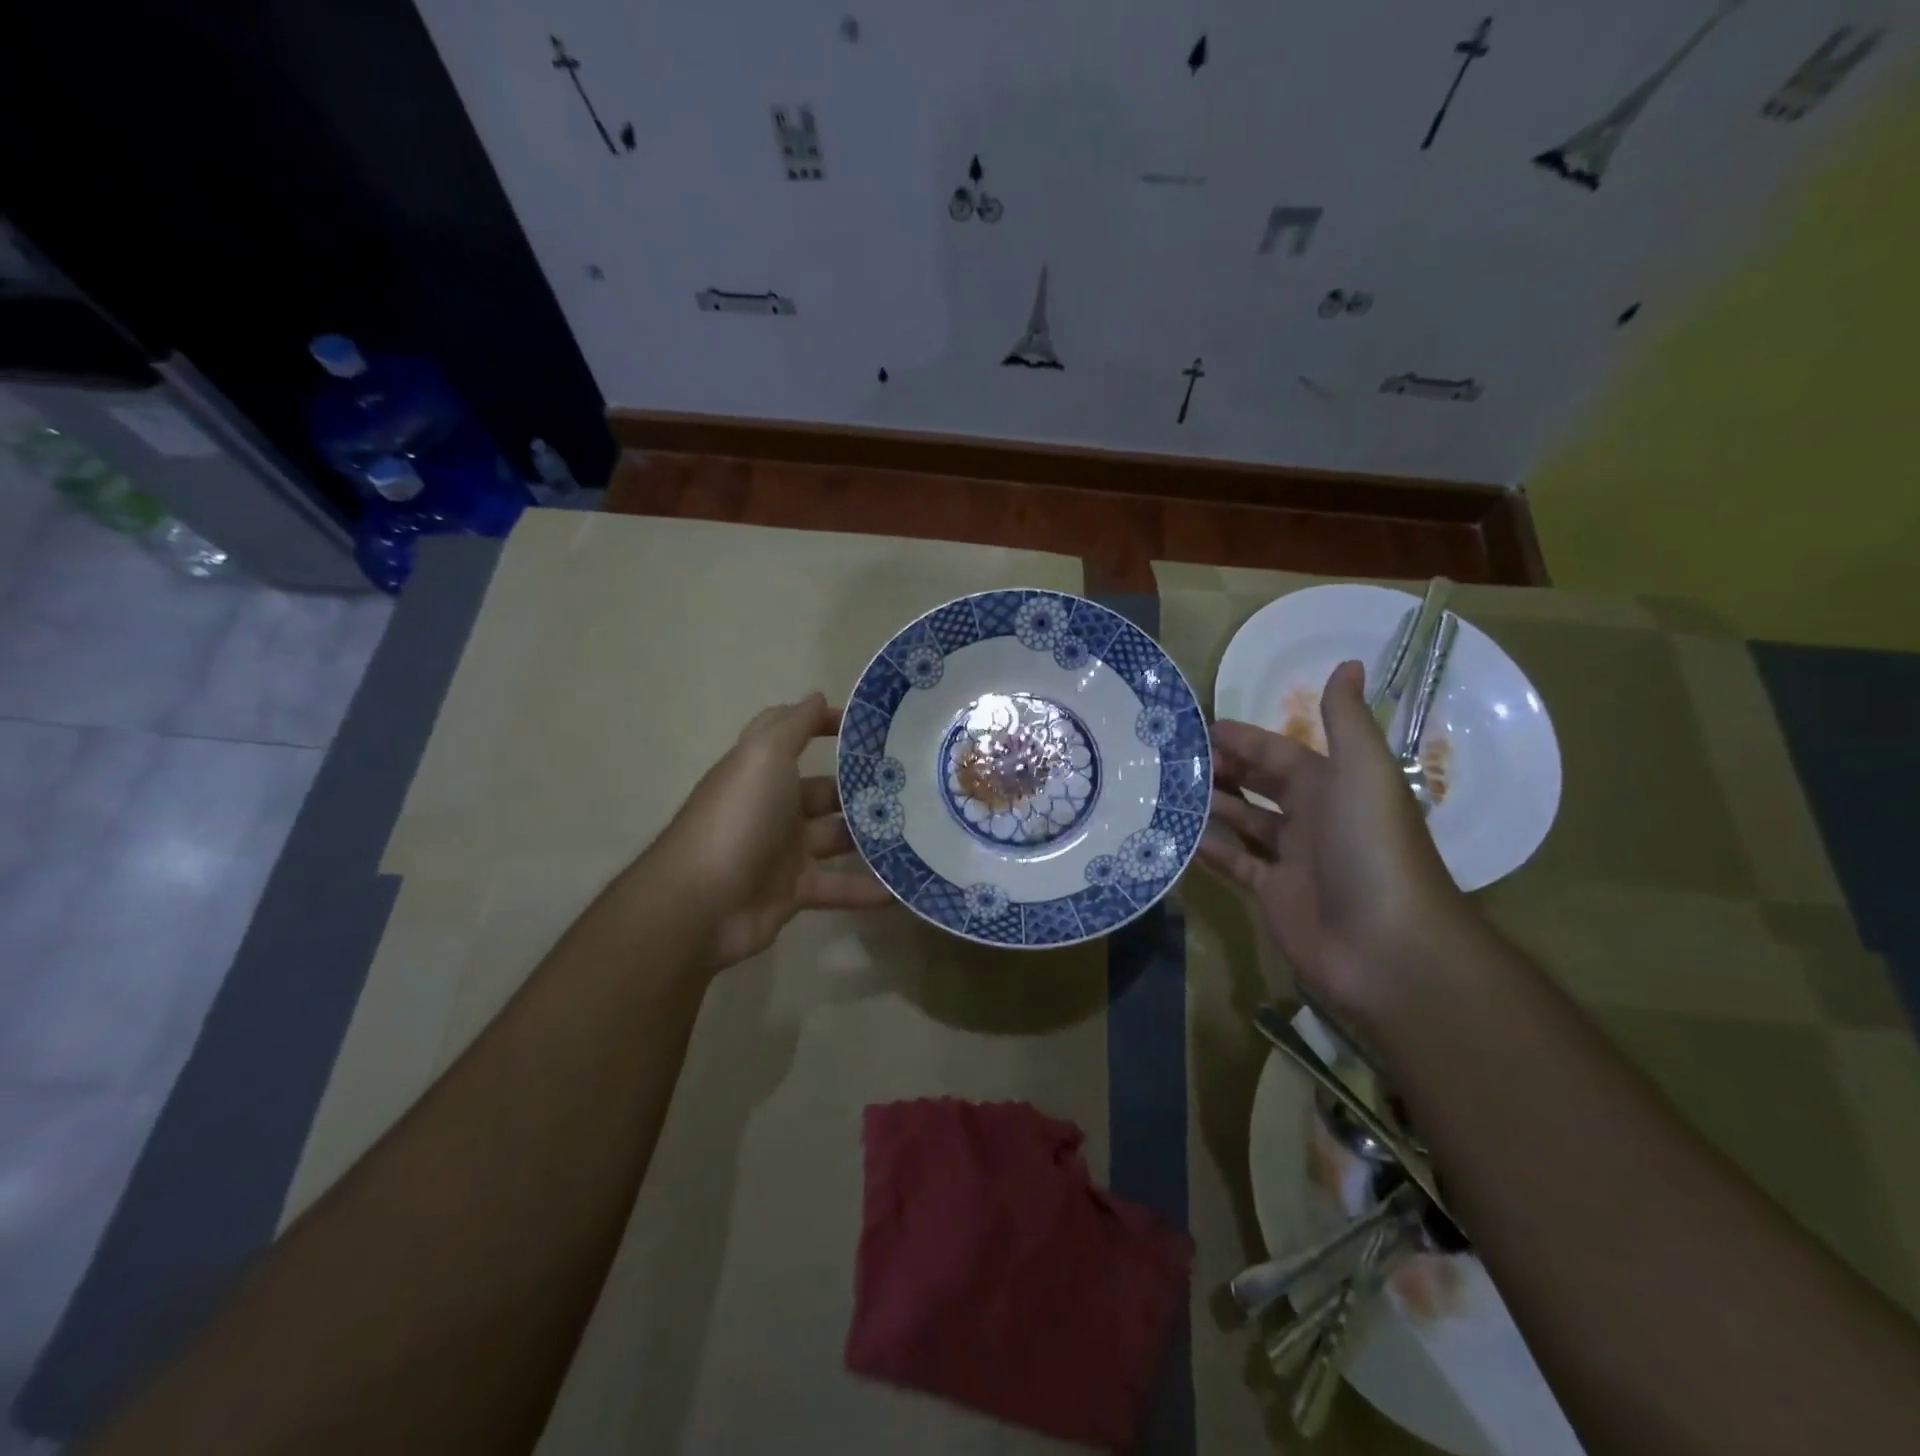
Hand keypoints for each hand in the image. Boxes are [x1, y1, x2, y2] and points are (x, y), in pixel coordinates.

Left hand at [653, 693, 892, 969]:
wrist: (702, 905)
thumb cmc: (738, 819)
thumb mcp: (763, 758)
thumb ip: (792, 726)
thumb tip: (816, 695)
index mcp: (761, 770)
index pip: (792, 734)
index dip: (825, 723)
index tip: (870, 726)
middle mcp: (772, 806)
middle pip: (824, 791)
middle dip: (862, 786)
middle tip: (914, 784)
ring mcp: (782, 851)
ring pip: (836, 837)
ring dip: (871, 835)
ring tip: (921, 829)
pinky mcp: (792, 892)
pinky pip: (837, 886)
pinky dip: (866, 888)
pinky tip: (903, 885)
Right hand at [1199, 660, 1476, 1020]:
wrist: (1385, 945)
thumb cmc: (1370, 847)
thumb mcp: (1362, 771)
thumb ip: (1346, 719)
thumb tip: (1348, 663)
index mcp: (1333, 785)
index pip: (1280, 752)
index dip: (1244, 739)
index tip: (1198, 728)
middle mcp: (1312, 818)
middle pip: (1258, 785)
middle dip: (1221, 770)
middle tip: (1171, 759)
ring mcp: (1291, 860)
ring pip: (1242, 822)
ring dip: (1209, 806)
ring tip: (1164, 790)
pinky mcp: (1272, 895)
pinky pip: (1233, 864)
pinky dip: (1207, 850)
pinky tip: (1175, 835)